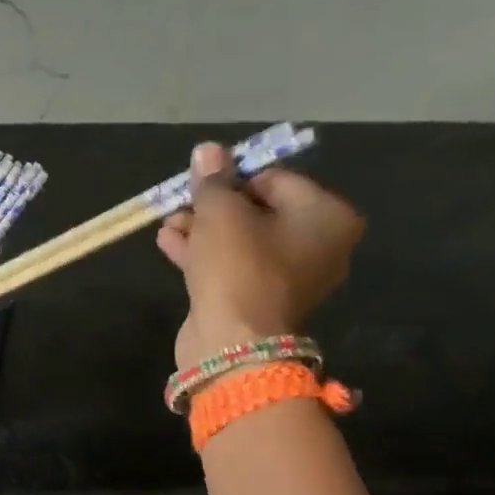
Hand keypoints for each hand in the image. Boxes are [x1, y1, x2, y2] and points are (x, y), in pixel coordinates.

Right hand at [156, 142, 363, 368]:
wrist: (232, 343)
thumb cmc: (238, 266)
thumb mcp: (221, 212)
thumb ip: (213, 180)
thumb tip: (207, 150)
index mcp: (326, 217)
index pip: (276, 179)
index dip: (234, 177)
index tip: (202, 181)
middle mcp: (317, 246)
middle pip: (259, 212)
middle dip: (215, 206)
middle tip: (182, 201)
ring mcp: (288, 279)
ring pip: (240, 242)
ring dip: (203, 230)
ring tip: (168, 221)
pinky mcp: (258, 303)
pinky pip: (231, 268)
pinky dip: (203, 255)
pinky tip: (169, 242)